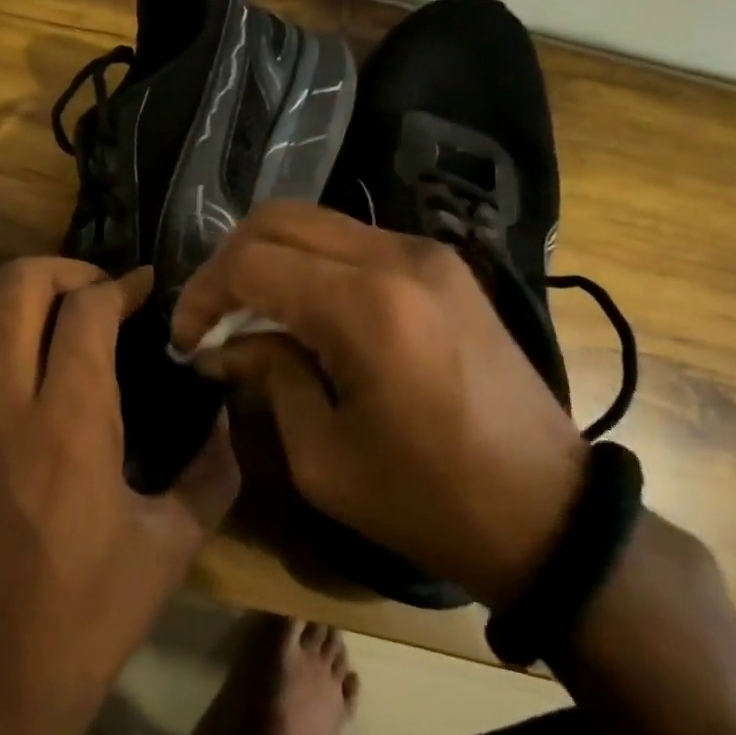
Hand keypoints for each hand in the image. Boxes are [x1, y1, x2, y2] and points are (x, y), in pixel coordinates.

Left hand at [0, 258, 238, 734]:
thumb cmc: (86, 617)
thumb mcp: (169, 547)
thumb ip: (210, 474)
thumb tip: (224, 422)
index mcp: (70, 421)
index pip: (87, 308)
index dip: (120, 284)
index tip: (142, 288)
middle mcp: (4, 401)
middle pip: (18, 284)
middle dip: (63, 268)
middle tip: (97, 291)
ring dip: (22, 312)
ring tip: (56, 337)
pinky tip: (16, 387)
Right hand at [171, 202, 584, 607]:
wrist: (549, 515)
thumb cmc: (428, 500)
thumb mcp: (322, 456)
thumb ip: (266, 378)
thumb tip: (223, 344)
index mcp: (366, 308)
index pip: (251, 263)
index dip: (203, 294)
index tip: (186, 339)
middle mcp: (397, 258)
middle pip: (278, 219)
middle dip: (228, 263)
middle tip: (212, 318)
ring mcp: (427, 253)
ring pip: (314, 222)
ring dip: (269, 259)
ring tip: (252, 315)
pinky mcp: (443, 265)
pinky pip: (353, 240)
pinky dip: (310, 264)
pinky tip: (304, 312)